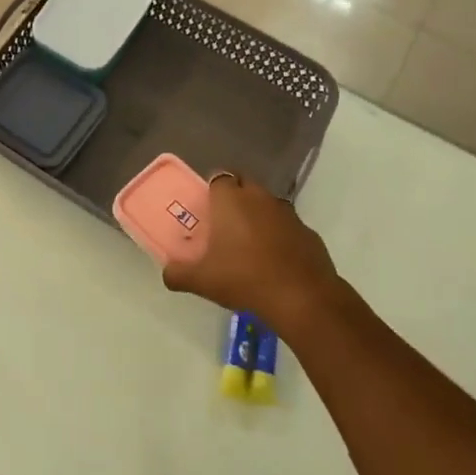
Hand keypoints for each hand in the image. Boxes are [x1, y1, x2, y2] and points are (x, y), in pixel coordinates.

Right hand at [162, 173, 341, 333]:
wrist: (301, 297)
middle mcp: (260, 198)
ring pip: (268, 205)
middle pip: (245, 186)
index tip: (206, 210)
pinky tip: (274, 261)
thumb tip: (167, 273)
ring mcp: (288, 213)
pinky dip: (280, 236)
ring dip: (258, 217)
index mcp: (231, 200)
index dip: (212, 190)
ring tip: (249, 245)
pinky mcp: (308, 232)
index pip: (219, 177)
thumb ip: (178, 273)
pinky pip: (288, 226)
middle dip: (235, 199)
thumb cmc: (244, 278)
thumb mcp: (202, 280)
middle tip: (224, 225)